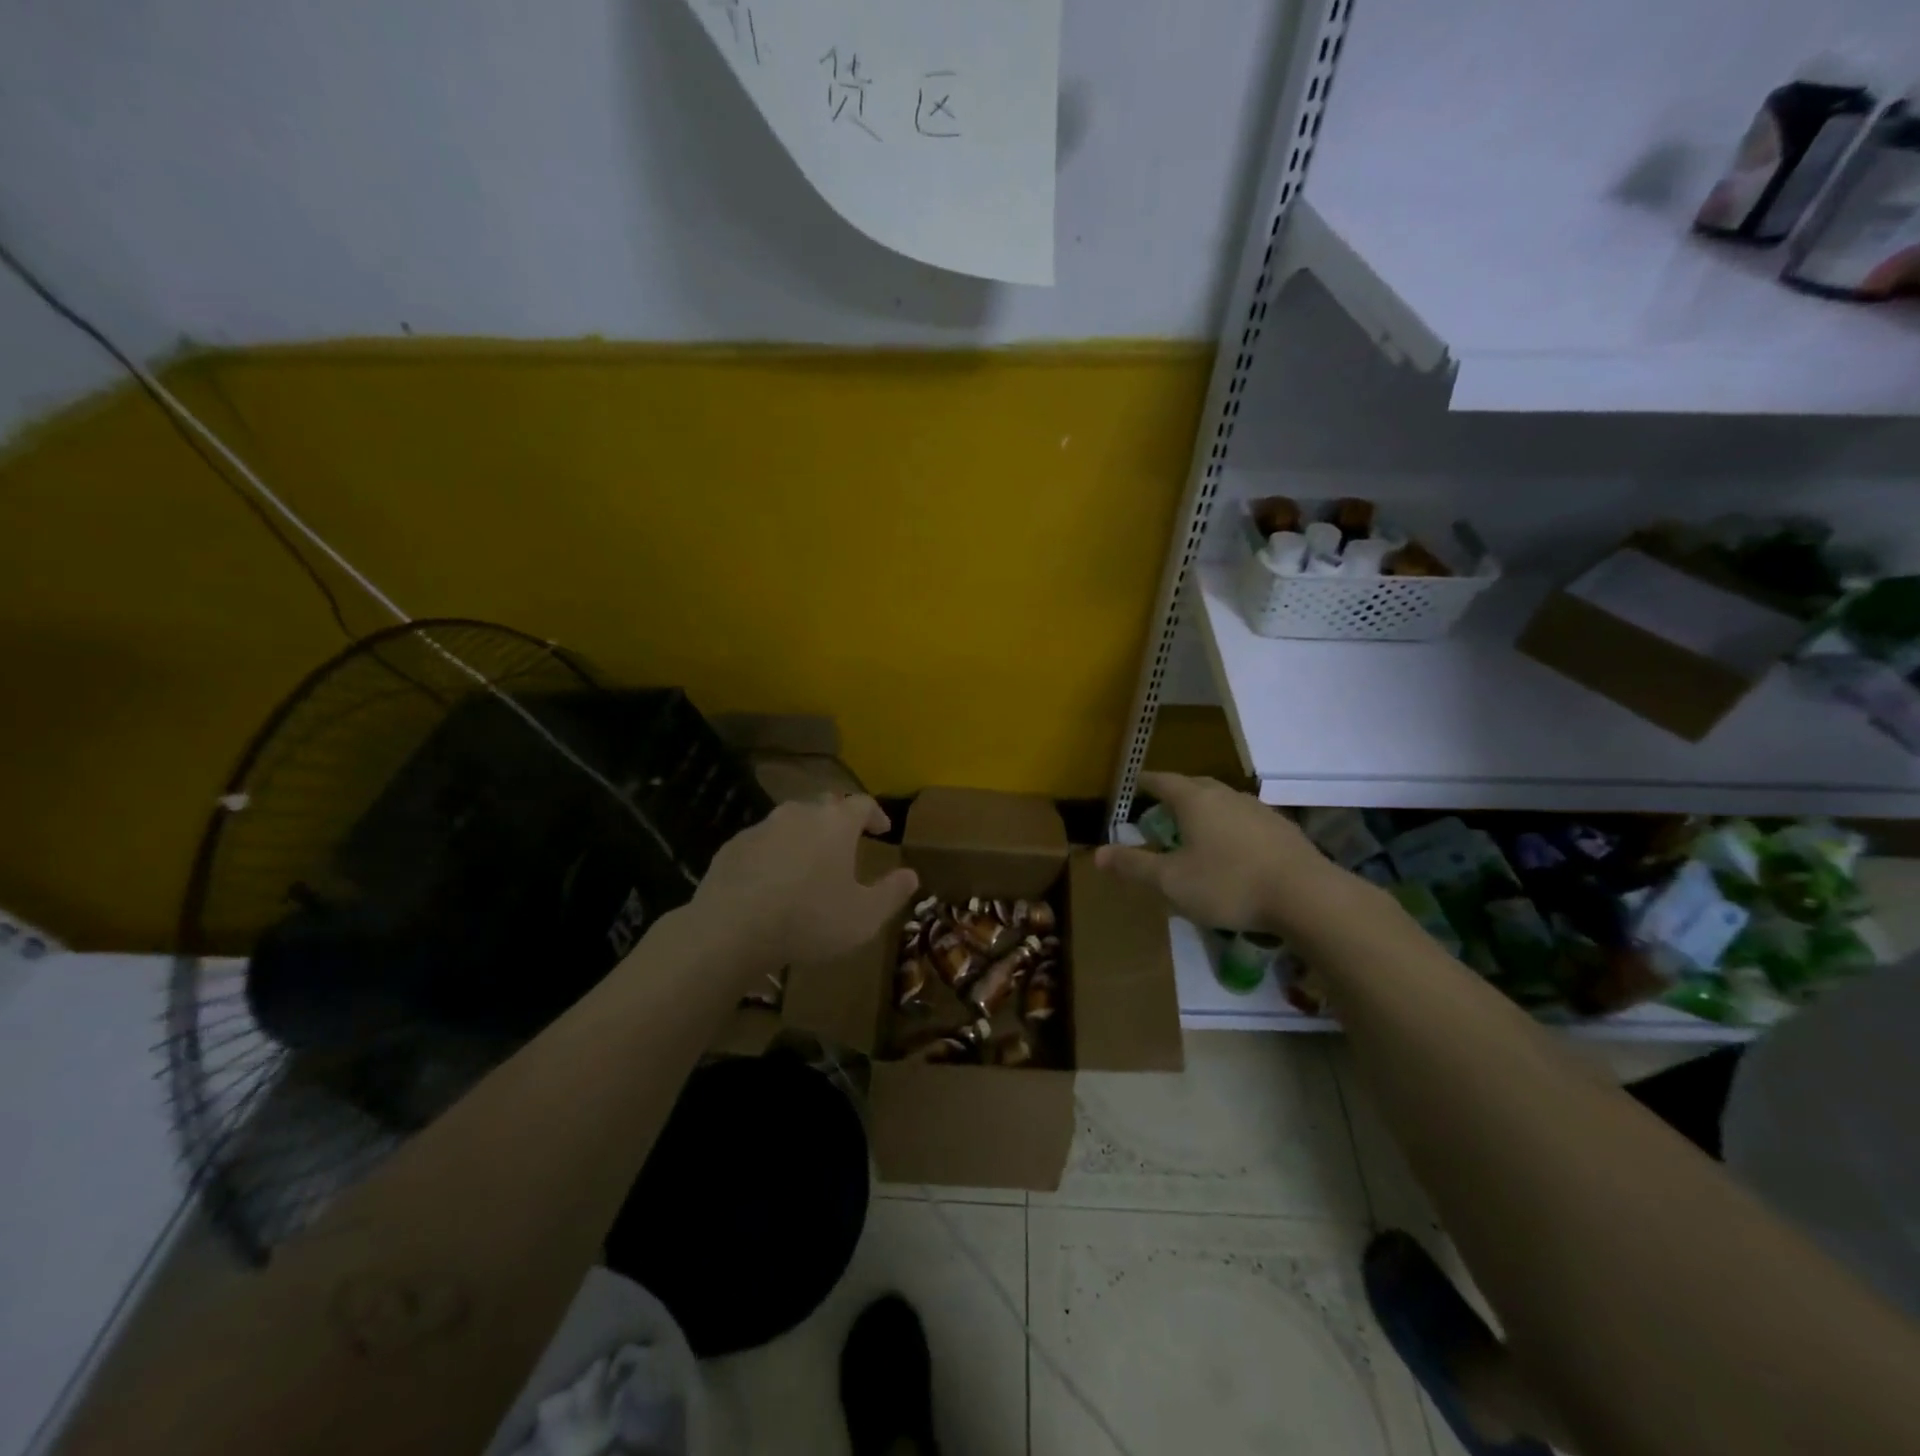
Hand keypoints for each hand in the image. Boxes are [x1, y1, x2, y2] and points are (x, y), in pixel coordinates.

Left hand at [693, 795, 919, 973]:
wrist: (731, 929)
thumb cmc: (809, 919)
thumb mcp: (864, 917)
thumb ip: (892, 893)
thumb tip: (912, 874)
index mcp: (836, 824)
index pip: (863, 804)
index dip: (876, 815)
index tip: (882, 829)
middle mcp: (800, 813)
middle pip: (826, 806)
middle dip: (839, 821)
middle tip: (847, 843)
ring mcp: (762, 826)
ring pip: (791, 821)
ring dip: (805, 836)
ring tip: (809, 863)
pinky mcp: (733, 846)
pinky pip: (763, 842)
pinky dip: (774, 853)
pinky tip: (773, 880)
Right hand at [1094, 772, 1359, 936]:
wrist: (1306, 896)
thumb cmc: (1228, 884)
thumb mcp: (1171, 881)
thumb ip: (1134, 866)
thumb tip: (1098, 853)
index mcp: (1195, 801)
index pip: (1164, 781)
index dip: (1147, 781)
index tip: (1135, 783)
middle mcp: (1226, 796)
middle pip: (1196, 785)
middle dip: (1177, 793)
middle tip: (1162, 805)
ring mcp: (1259, 811)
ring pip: (1224, 801)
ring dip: (1207, 809)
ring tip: (1196, 828)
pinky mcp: (1283, 830)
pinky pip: (1247, 820)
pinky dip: (1232, 827)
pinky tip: (1234, 850)